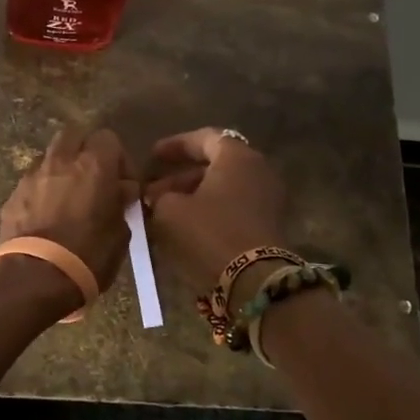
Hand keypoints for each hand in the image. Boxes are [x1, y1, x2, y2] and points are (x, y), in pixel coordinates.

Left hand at [0, 126, 139, 293]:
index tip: (122, 184)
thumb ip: (120, 203)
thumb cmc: (88, 256)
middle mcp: (60, 161)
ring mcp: (31, 176)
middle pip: (73, 135)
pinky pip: (31, 182)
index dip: (118, 158)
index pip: (108, 138)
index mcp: (93, 165)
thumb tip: (121, 191)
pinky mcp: (11, 196)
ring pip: (49, 156)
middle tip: (94, 179)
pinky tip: (46, 216)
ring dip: (61, 169)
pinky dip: (42, 190)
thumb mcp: (120, 233)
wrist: (35, 278)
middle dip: (84, 150)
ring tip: (68, 198)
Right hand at [143, 128, 287, 289]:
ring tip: (162, 212)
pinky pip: (233, 207)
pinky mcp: (267, 224)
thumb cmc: (208, 233)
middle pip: (214, 165)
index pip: (204, 138)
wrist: (253, 281)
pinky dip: (208, 211)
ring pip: (222, 189)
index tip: (152, 156)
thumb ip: (158, 196)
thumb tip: (156, 195)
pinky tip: (183, 227)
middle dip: (180, 177)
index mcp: (236, 157)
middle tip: (152, 191)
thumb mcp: (169, 211)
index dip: (175, 145)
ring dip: (192, 196)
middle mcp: (257, 170)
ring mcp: (266, 198)